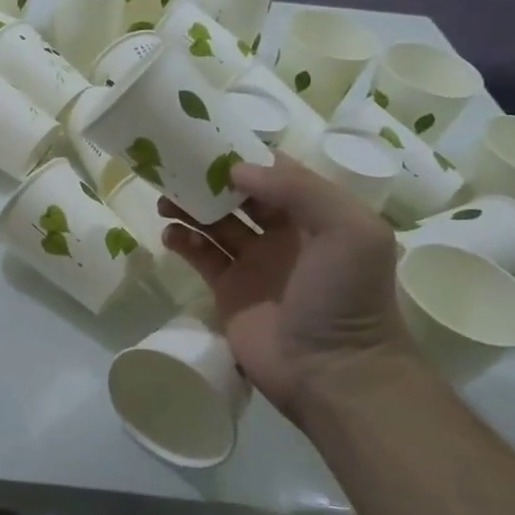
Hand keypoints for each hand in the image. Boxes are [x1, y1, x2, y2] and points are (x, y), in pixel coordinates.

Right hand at [161, 155, 420, 422]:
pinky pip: (199, 255)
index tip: (207, 142)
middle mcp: (283, 234)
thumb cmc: (345, 296)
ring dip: (188, 207)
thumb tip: (238, 170)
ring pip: (213, 222)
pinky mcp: (227, 290)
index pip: (275, 173)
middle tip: (174, 169)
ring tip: (166, 202)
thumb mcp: (349, 231)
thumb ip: (299, 190)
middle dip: (207, 180)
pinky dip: (182, 241)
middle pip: (237, 195)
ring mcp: (252, 263)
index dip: (243, 156)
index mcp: (315, 215)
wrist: (333, 372)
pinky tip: (171, 235)